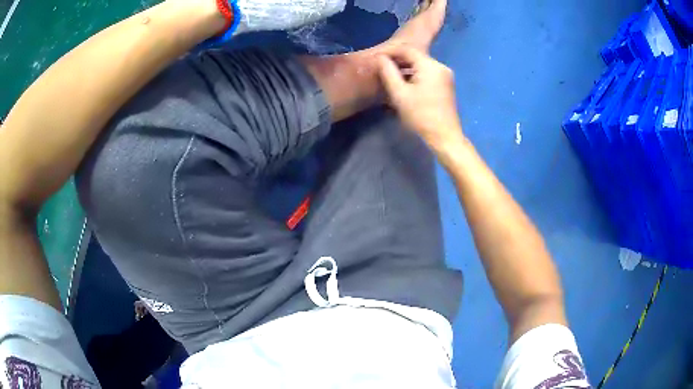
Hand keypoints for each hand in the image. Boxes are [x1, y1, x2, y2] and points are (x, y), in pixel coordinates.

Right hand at [377, 45, 464, 153]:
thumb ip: (388, 72)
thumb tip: (380, 58)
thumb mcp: (399, 93)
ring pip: (421, 65)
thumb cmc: (420, 116)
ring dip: (405, 69)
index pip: (407, 49)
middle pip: (415, 56)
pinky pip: (427, 73)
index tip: (376, 58)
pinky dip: (415, 75)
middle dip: (397, 60)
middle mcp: (440, 66)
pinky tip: (404, 84)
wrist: (444, 137)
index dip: (390, 52)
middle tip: (380, 68)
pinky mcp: (446, 85)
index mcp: (430, 65)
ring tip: (389, 76)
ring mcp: (445, 76)